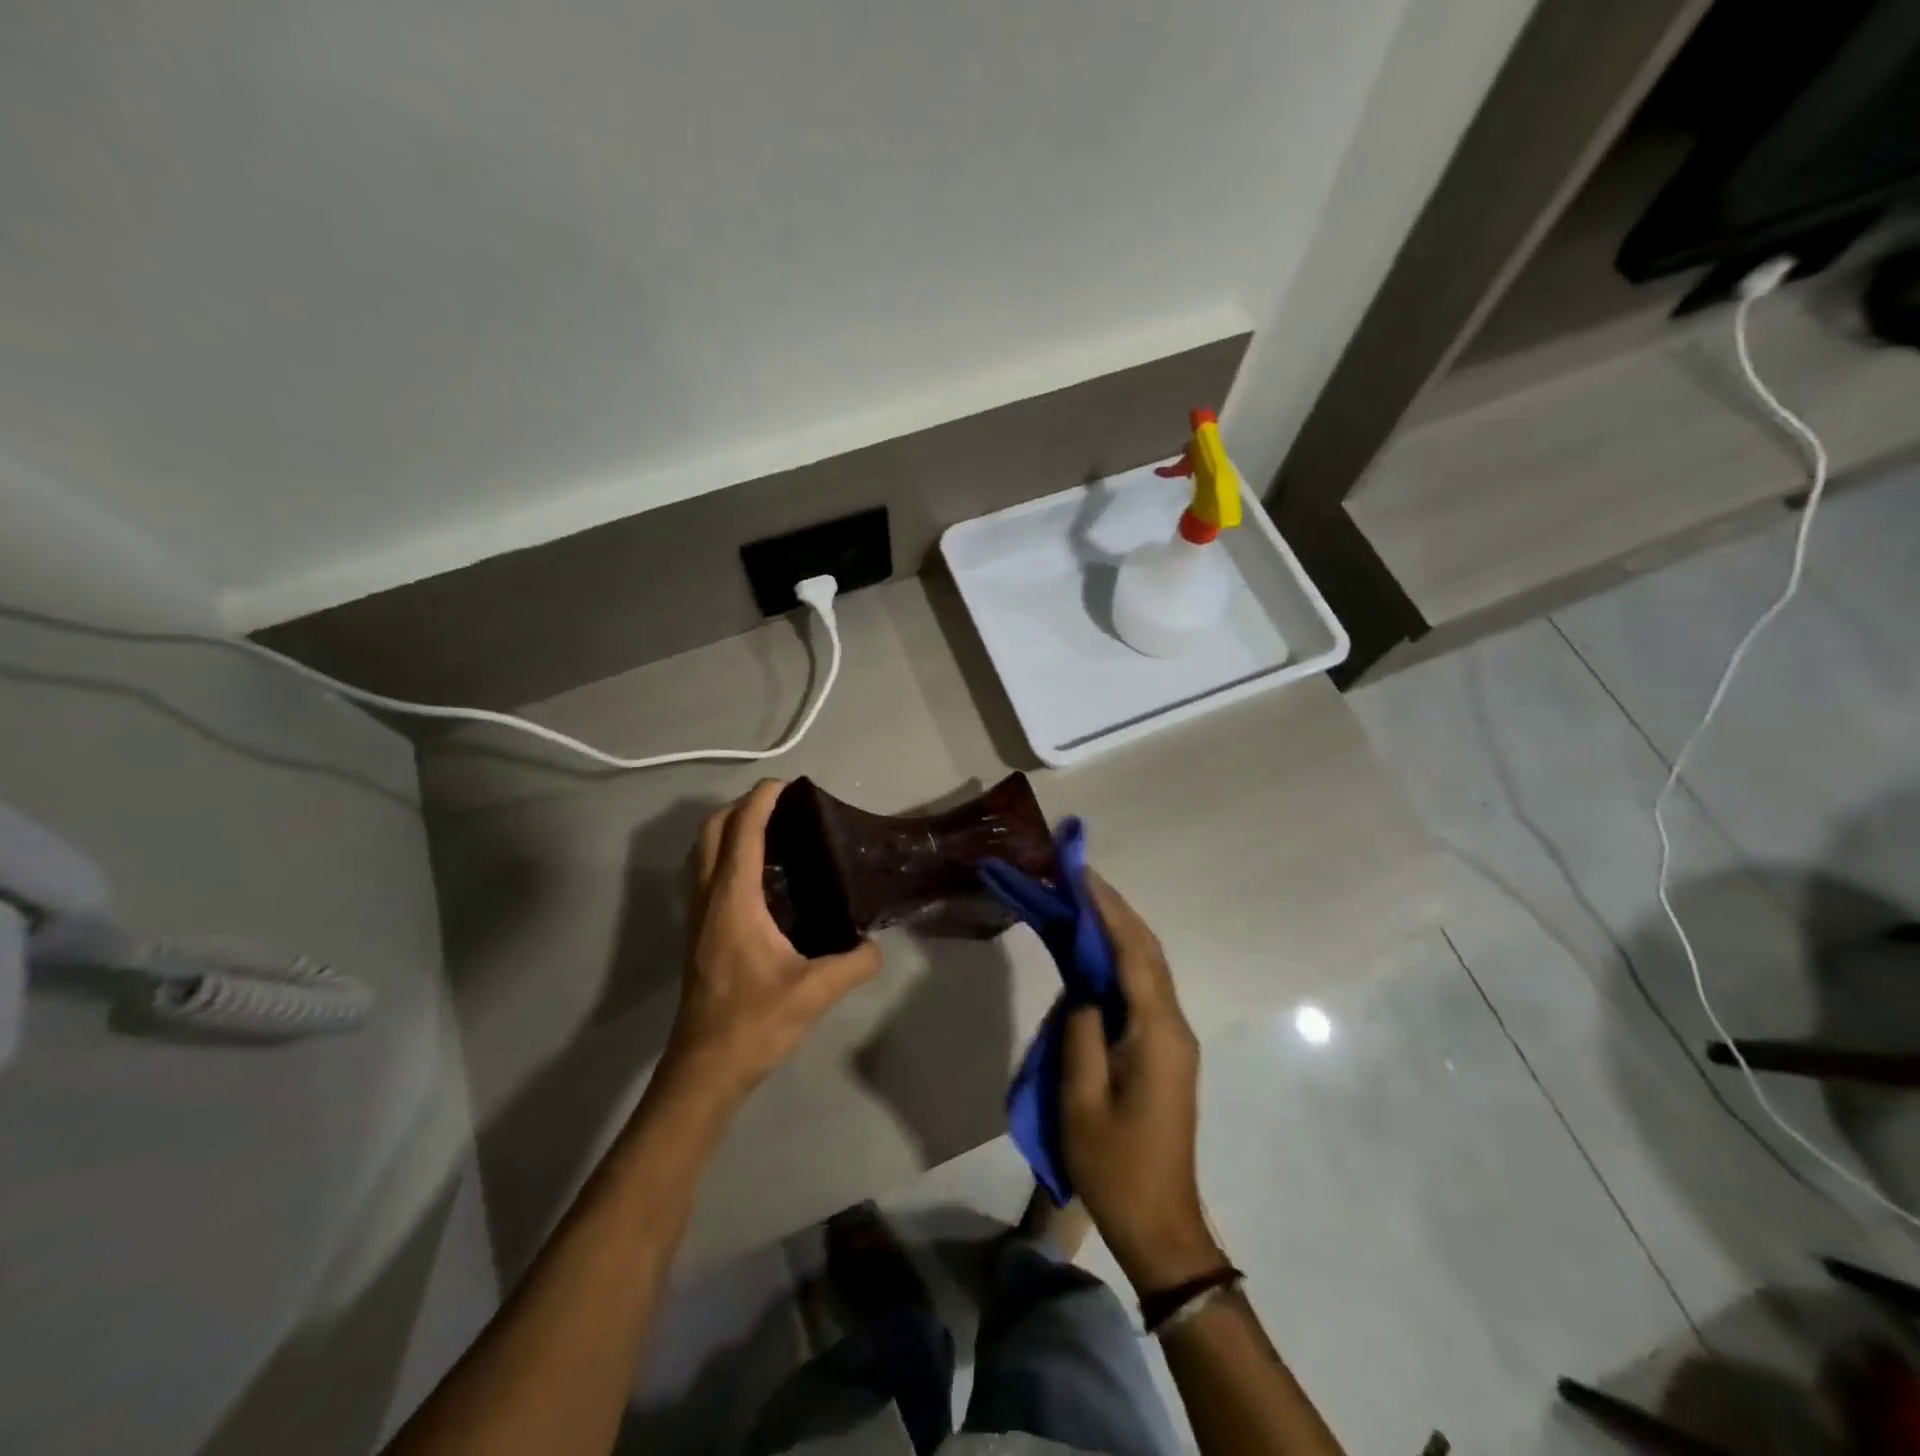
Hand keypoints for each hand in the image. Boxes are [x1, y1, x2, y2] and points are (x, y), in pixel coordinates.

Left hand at [663, 780, 880, 1103]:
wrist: (705, 1068)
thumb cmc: (754, 1023)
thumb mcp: (814, 992)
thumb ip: (853, 964)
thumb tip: (875, 946)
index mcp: (734, 901)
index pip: (742, 832)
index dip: (761, 801)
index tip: (786, 784)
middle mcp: (709, 899)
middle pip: (711, 832)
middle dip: (740, 806)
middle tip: (779, 805)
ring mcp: (696, 916)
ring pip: (701, 852)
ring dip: (727, 828)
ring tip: (767, 830)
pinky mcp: (697, 933)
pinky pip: (704, 873)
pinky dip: (723, 854)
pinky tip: (755, 875)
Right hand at [1061, 871, 1225, 1294]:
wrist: (1160, 1224)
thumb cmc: (1115, 1166)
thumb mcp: (1080, 1101)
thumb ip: (1081, 1033)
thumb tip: (1083, 989)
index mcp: (1157, 1033)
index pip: (1133, 953)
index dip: (1107, 909)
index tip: (1079, 873)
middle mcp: (1174, 1025)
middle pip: (1147, 951)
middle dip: (1114, 909)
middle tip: (1075, 876)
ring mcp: (1173, 1038)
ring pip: (1148, 967)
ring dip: (1117, 930)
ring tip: (1080, 901)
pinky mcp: (1165, 1051)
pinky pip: (1143, 989)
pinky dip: (1119, 959)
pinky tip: (1094, 952)